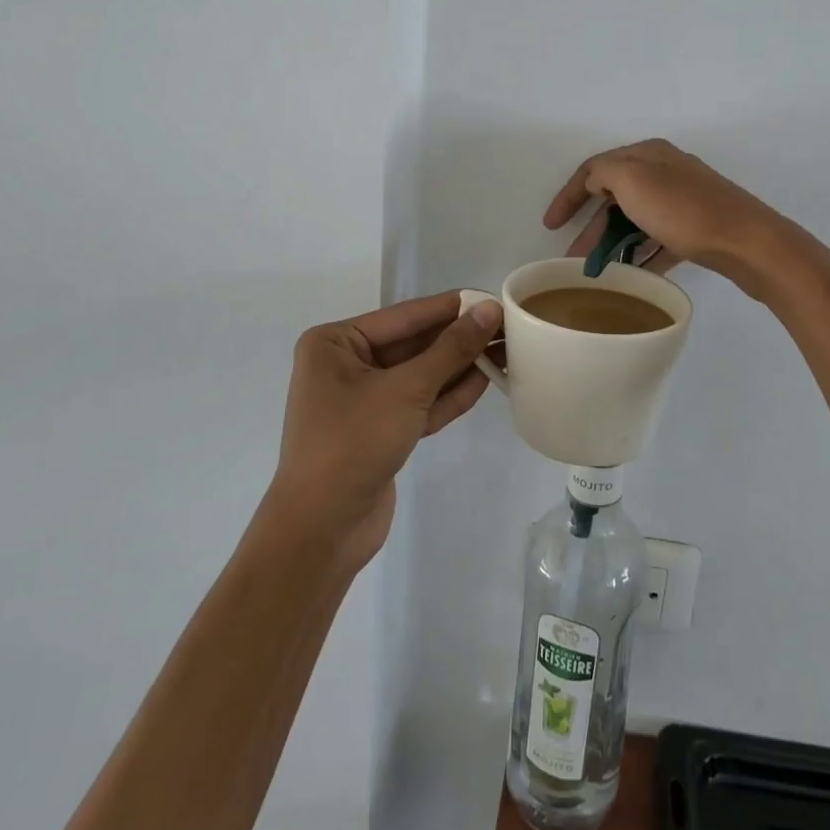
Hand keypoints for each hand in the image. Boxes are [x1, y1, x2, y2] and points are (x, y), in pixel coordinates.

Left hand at [266, 291, 502, 569]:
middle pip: (414, 345)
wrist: (321, 531)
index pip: (405, 316)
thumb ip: (450, 350)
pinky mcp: (379, 430)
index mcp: (336, 343)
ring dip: (459, 367)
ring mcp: (362, 400)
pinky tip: (484, 382)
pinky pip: (418, 403)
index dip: (451, 307)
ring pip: (420, 375)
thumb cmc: (353, 444)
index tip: (493, 298)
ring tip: (506, 351)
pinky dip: (448, 395)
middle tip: (508, 328)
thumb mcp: (406, 390)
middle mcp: (345, 365)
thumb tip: (488, 310)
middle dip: (459, 340)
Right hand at [544, 139, 829, 298]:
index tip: (549, 225)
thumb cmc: (684, 212)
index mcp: (648, 155)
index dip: (568, 194)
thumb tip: (597, 182)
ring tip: (598, 272)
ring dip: (614, 243)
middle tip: (574, 259)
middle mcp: (666, 171)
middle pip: (615, 196)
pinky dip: (642, 253)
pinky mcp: (699, 227)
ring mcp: (685, 200)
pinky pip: (659, 239)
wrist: (749, 243)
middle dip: (591, 226)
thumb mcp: (633, 181)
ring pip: (636, 220)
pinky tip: (633, 274)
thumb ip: (604, 173)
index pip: (595, 168)